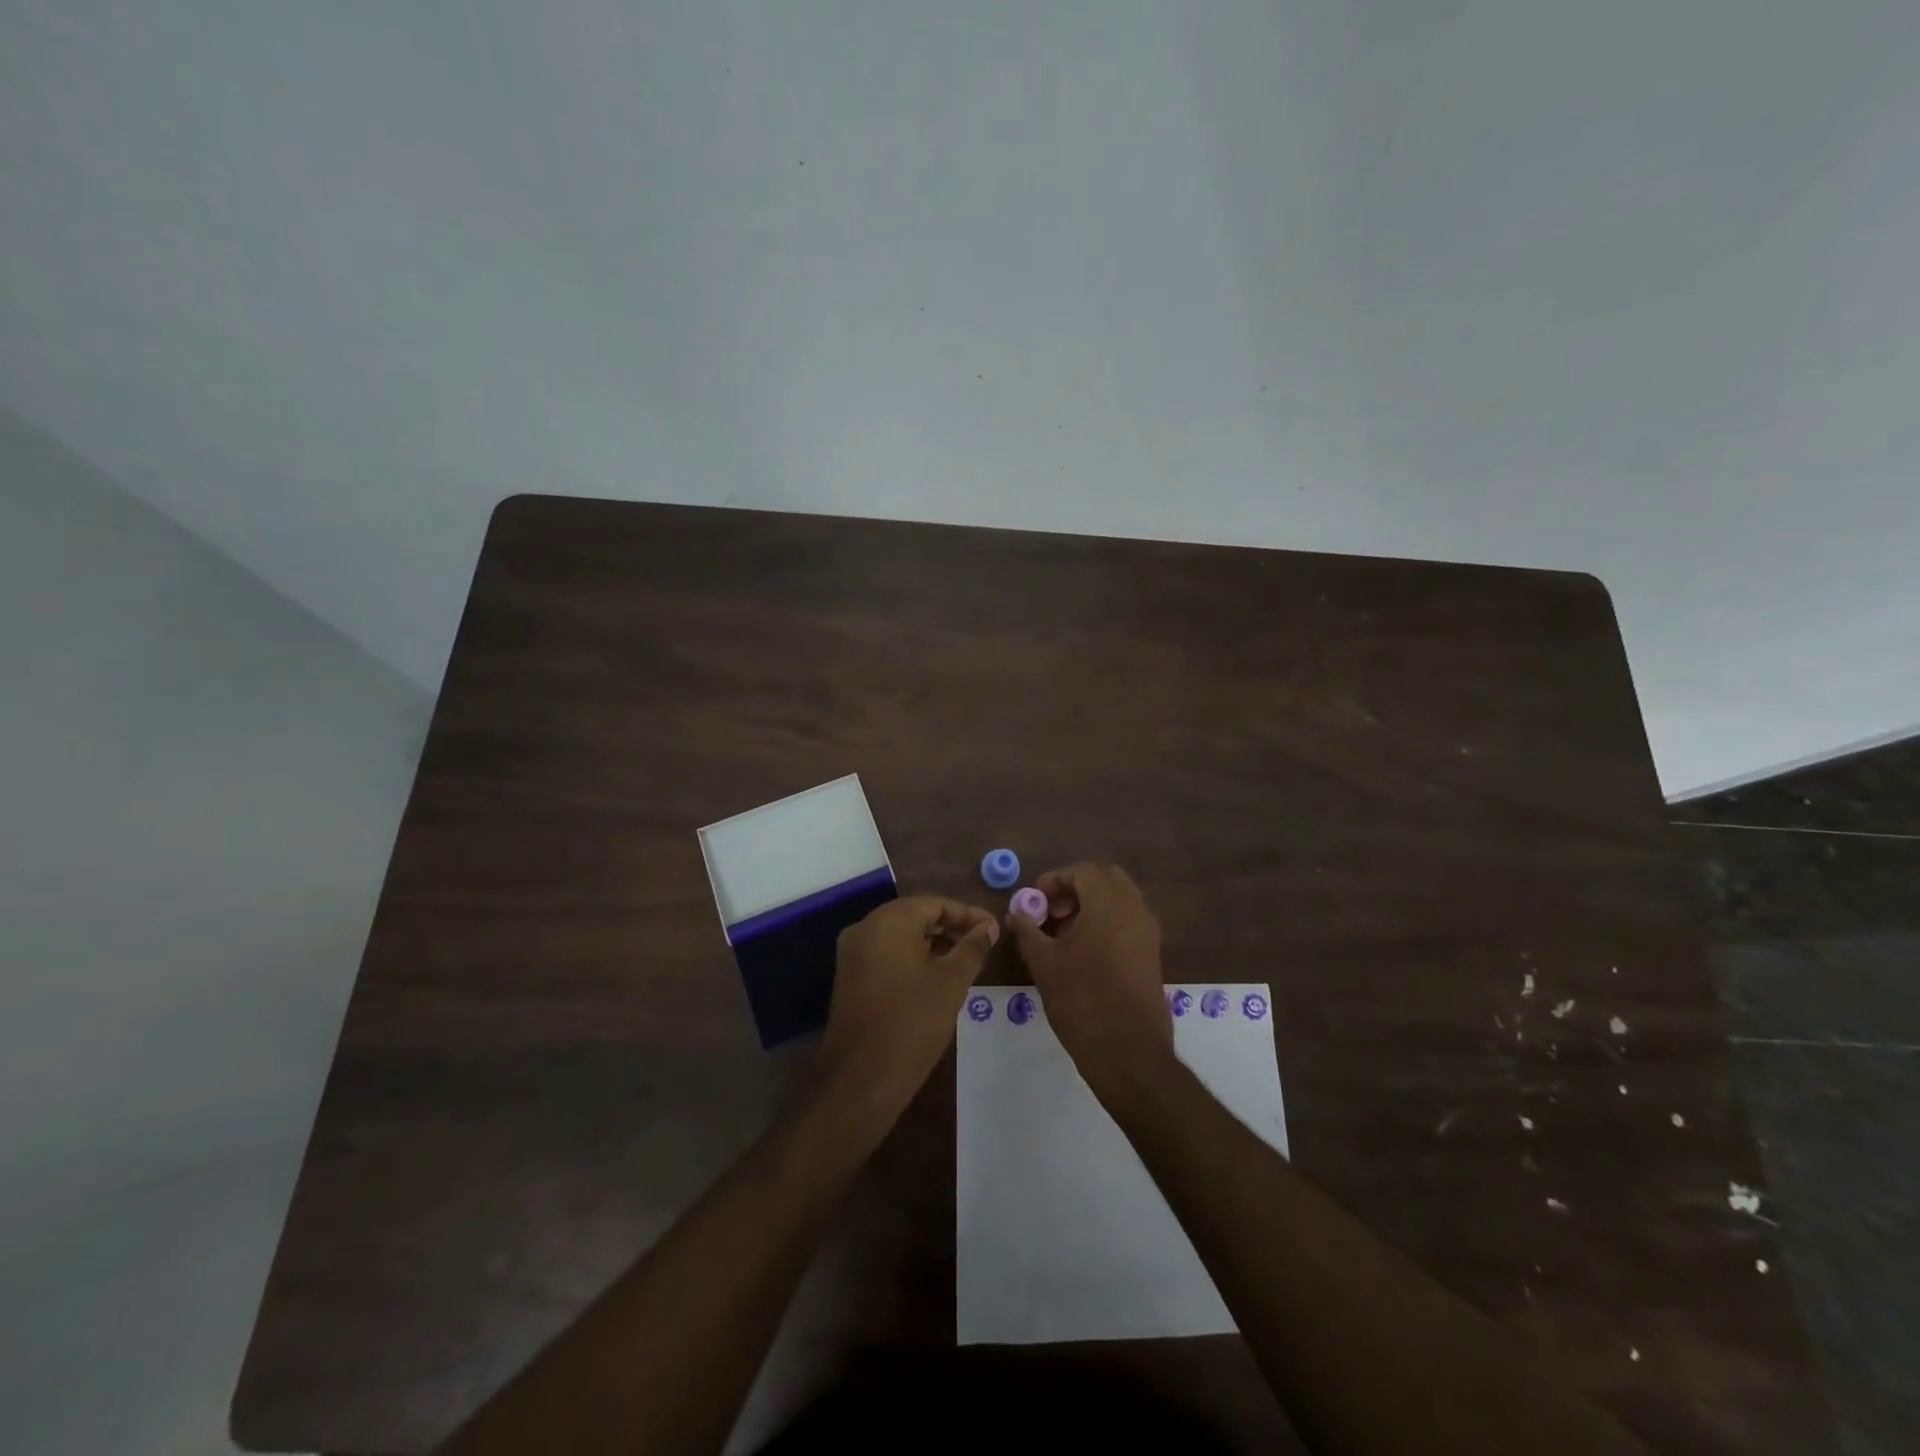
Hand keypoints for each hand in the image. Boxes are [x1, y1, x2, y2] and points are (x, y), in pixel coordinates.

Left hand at [818, 896, 998, 1110]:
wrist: (861, 1079)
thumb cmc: (913, 1023)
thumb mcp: (952, 982)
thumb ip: (972, 947)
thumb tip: (989, 926)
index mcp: (889, 921)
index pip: (934, 903)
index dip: (967, 914)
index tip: (993, 927)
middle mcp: (865, 927)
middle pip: (915, 915)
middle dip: (950, 926)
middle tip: (983, 942)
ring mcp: (852, 952)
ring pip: (899, 935)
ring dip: (932, 942)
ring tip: (965, 959)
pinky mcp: (849, 976)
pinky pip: (885, 953)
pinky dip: (911, 956)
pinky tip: (935, 975)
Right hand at [1004, 863, 1171, 1097]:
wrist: (1129, 1053)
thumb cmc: (1082, 1002)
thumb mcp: (1044, 963)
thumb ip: (1028, 930)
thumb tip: (1017, 912)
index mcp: (1109, 904)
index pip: (1083, 871)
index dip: (1055, 879)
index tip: (1035, 901)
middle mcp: (1134, 910)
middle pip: (1106, 879)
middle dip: (1076, 888)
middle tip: (1052, 911)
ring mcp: (1148, 932)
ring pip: (1119, 900)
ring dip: (1091, 905)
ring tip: (1062, 934)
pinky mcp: (1152, 954)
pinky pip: (1128, 921)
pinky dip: (1106, 922)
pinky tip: (1082, 951)